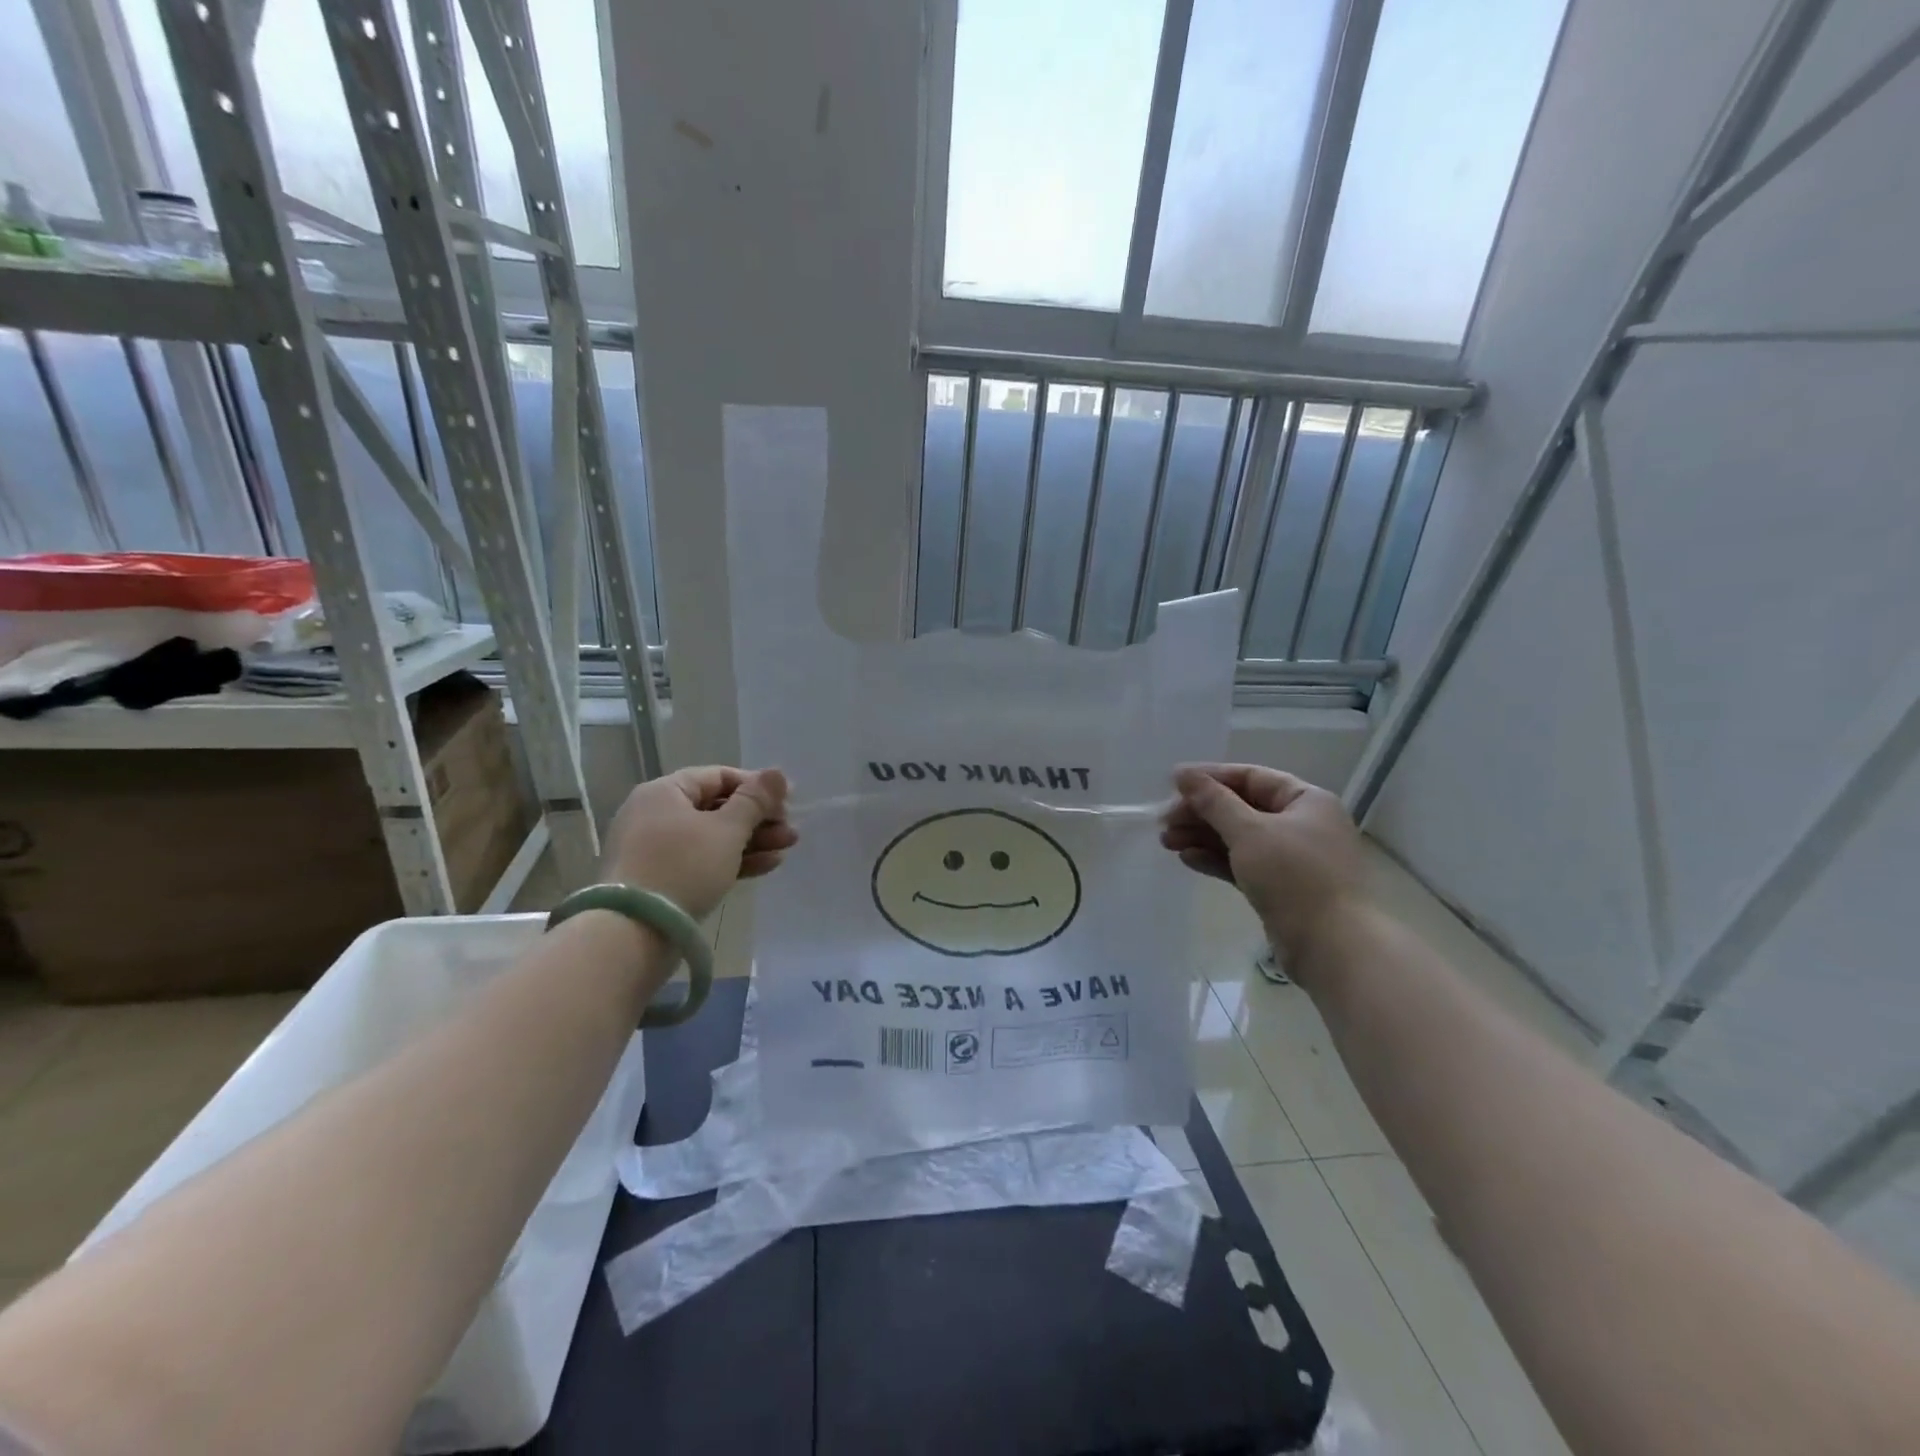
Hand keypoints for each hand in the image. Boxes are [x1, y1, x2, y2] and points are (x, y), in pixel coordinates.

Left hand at [599, 766, 796, 920]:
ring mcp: (655, 848)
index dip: (757, 786)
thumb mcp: (727, 830)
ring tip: (787, 848)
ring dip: (752, 840)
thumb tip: (778, 772)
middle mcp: (655, 814)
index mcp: (665, 792)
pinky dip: (732, 860)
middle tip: (790, 831)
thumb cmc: (682, 867)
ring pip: (712, 836)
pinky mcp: (660, 879)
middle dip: (758, 819)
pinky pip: (701, 860)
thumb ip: (755, 800)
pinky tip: (766, 865)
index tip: (788, 801)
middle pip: (717, 807)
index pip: (719, 776)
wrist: (632, 932)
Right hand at [1161, 763, 1364, 962]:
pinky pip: (1243, 864)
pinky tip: (1188, 859)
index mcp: (1306, 800)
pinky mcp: (1280, 887)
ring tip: (1167, 841)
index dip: (1211, 777)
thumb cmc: (1295, 877)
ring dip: (1202, 836)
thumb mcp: (1249, 832)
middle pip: (1242, 808)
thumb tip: (1184, 774)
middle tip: (1164, 821)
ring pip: (1239, 837)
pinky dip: (1216, 859)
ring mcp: (1292, 858)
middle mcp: (1302, 824)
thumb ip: (1214, 801)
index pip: (1251, 777)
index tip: (1173, 784)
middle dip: (1201, 812)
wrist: (1333, 947)